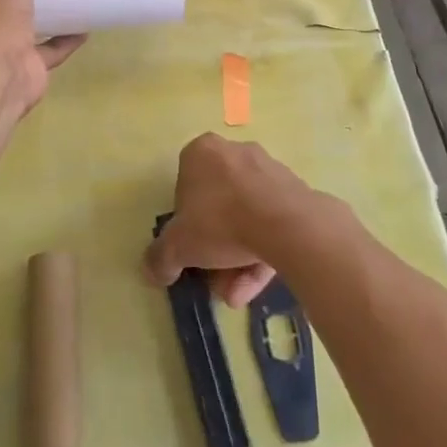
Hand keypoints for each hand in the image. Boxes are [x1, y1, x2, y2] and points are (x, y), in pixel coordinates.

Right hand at [144, 134, 310, 307]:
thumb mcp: (178, 245)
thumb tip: (152, 270)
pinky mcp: (294, 192)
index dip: (184, 223)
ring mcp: (268, 170)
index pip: (184, 186)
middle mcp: (235, 152)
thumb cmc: (220, 221)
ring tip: (235, 295)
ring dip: (237, 260)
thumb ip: (160, 257)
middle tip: (213, 280)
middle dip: (214, 250)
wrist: (286, 224)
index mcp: (202, 152)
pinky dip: (260, 254)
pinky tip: (254, 287)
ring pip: (245, 219)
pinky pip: (271, 224)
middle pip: (218, 206)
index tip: (189, 249)